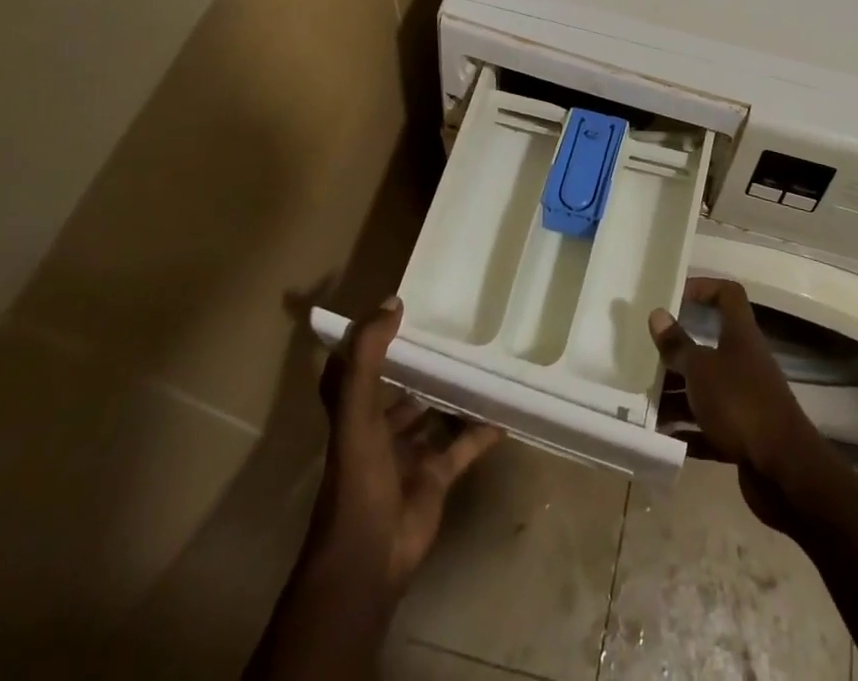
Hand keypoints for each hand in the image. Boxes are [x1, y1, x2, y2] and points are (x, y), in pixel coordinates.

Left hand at [308, 297, 501, 595]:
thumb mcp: (356, 410)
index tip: (395, 310)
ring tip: (482, 361)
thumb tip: (392, 301)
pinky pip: (462, 446)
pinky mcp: (435, 477)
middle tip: (453, 330)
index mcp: (354, 412)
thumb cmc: (358, 476)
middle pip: (399, 389)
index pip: (355, 368)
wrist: (370, 556)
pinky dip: (481, 432)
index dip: (368, 340)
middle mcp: (378, 429)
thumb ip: (368, 355)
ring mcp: (408, 455)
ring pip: (433, 415)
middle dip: (421, 364)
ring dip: (452, 394)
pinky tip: (503, 411)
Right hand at [648, 278, 830, 526]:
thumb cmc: (740, 404)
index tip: (675, 295)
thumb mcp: (701, 369)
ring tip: (642, 403)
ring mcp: (744, 400)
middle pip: (708, 346)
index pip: (728, 295)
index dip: (704, 287)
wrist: (784, 472)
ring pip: (704, 390)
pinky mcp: (742, 436)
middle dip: (677, 353)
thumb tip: (658, 313)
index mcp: (740, 336)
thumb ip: (677, 344)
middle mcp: (744, 362)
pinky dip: (686, 430)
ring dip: (676, 396)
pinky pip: (707, 427)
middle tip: (644, 357)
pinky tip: (659, 438)